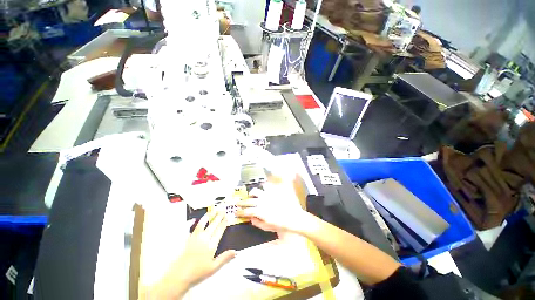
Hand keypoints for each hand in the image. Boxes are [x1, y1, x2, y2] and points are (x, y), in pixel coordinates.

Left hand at [154, 211, 235, 297]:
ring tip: (213, 210)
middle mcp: (204, 238)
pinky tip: (193, 219)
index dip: (224, 223)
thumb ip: (224, 258)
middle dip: (219, 216)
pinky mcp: (187, 239)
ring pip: (203, 223)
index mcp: (211, 245)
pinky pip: (190, 228)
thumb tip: (235, 251)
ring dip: (208, 216)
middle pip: (213, 225)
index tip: (227, 217)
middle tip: (222, 210)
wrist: (180, 276)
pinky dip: (191, 222)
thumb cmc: (198, 272)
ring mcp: (195, 237)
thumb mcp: (213, 267)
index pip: (219, 231)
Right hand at [235, 177, 311, 233]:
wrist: (294, 217)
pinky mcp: (273, 191)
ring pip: (256, 191)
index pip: (246, 211)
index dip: (239, 212)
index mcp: (259, 211)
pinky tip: (264, 190)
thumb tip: (251, 218)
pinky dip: (263, 188)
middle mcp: (261, 201)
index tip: (236, 212)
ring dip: (252, 193)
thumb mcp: (268, 227)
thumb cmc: (281, 224)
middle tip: (239, 203)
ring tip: (252, 195)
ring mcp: (267, 195)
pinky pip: (266, 186)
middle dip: (241, 202)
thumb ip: (257, 223)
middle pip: (248, 200)